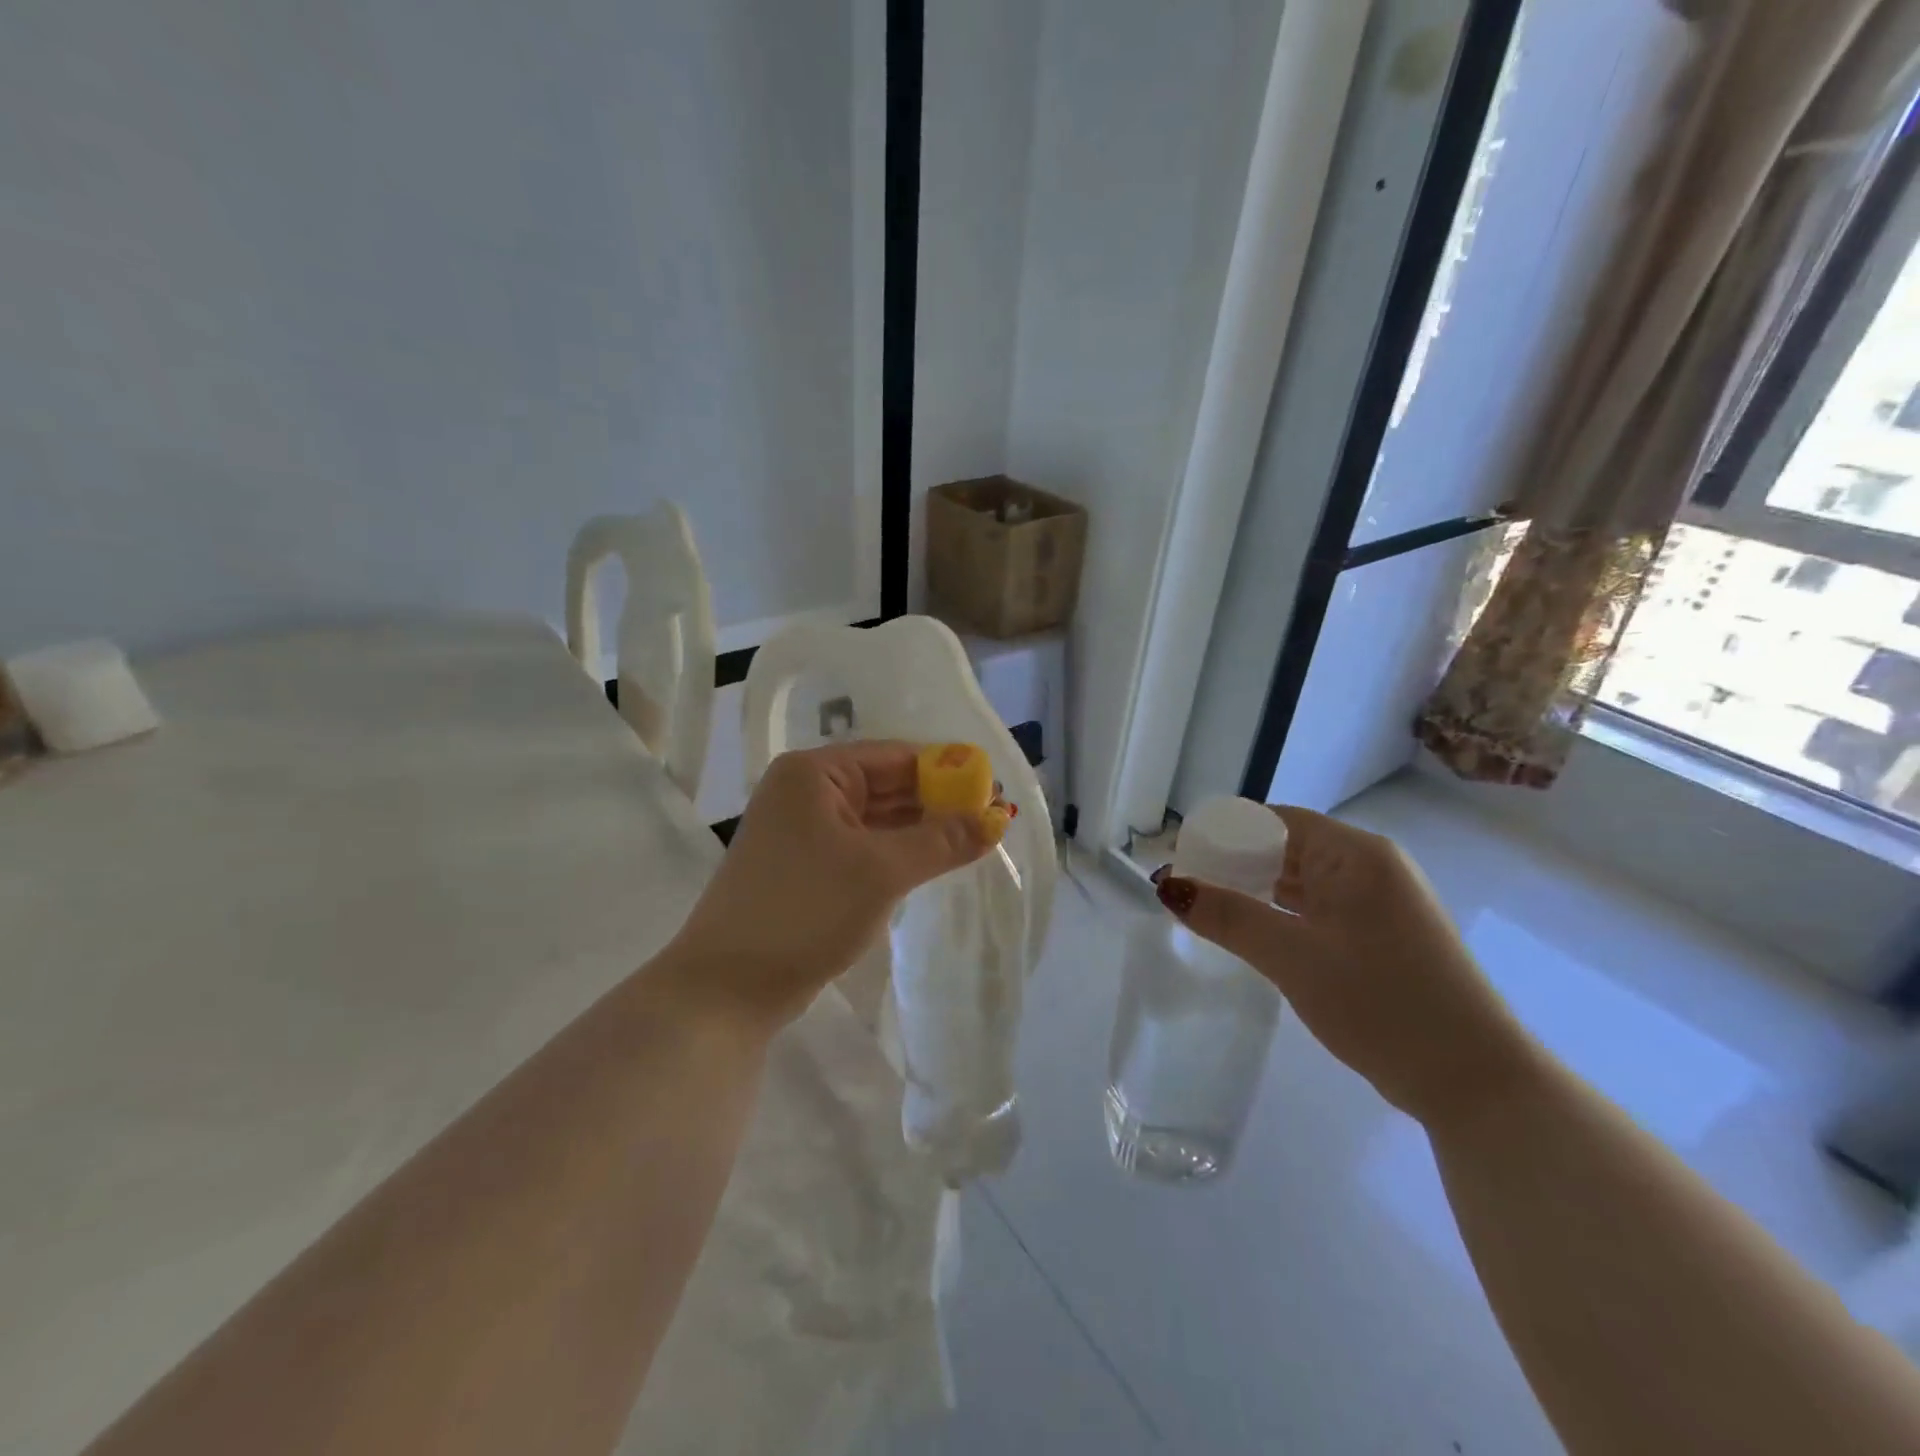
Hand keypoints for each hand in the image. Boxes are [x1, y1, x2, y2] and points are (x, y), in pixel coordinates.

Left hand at [665, 741, 1004, 1031]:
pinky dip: (897, 852)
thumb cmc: (806, 910)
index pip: (896, 756)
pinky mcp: (805, 866)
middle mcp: (805, 791)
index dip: (947, 771)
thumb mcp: (882, 871)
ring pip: (876, 818)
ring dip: (920, 830)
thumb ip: (942, 840)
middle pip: (886, 784)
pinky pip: (862, 846)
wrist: (728, 987)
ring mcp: (802, 830)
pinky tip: (932, 862)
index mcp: (814, 773)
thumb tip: (997, 819)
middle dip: (937, 802)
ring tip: (974, 840)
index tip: (993, 791)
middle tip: (991, 819)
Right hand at [1154, 804, 1541, 1127]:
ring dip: (1255, 890)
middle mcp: (1371, 866)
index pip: (1273, 820)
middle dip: (1233, 862)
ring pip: (1301, 881)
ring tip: (1205, 906)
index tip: (1179, 855)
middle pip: (1286, 847)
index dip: (1222, 832)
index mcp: (1356, 854)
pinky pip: (1318, 908)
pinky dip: (1281, 914)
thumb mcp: (1293, 957)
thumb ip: (1228, 916)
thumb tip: (1168, 884)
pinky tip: (1250, 931)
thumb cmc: (1382, 1004)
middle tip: (1183, 885)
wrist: (1476, 1082)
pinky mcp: (1382, 936)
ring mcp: (1380, 903)